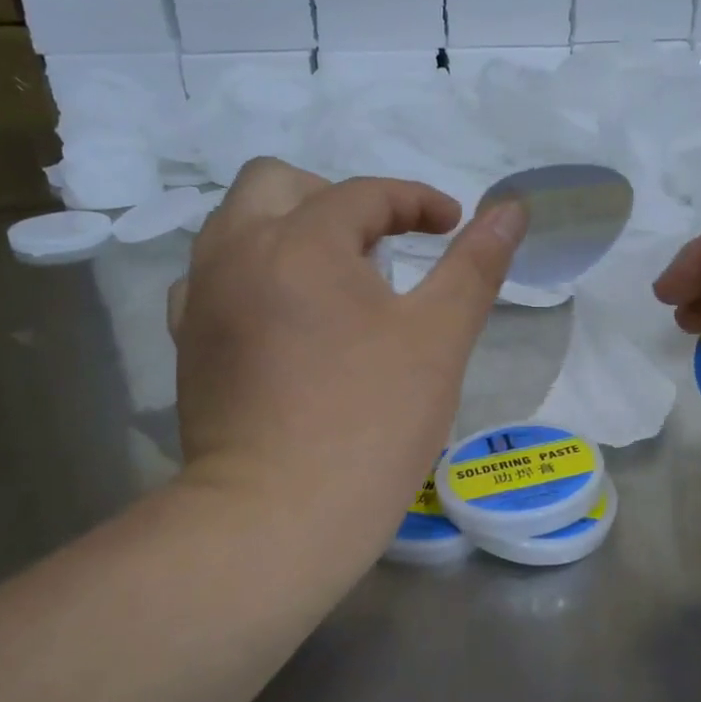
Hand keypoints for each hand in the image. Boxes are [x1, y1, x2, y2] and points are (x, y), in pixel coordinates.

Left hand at [168, 159, 525, 565]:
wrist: (276, 518)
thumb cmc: (371, 423)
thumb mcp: (440, 339)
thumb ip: (476, 265)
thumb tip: (512, 208)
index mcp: (300, 242)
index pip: (363, 194)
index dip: (416, 201)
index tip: (451, 226)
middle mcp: (235, 253)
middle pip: (276, 183)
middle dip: (336, 199)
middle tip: (381, 245)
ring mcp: (201, 300)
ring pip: (235, 226)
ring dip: (288, 230)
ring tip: (334, 279)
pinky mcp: (187, 346)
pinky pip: (213, 279)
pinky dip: (253, 275)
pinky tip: (285, 318)